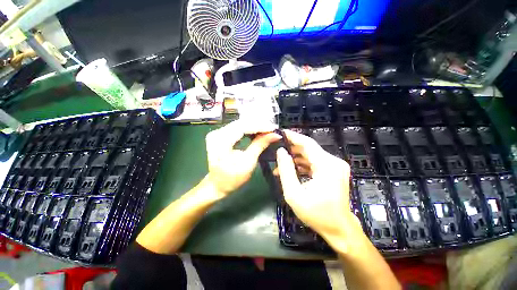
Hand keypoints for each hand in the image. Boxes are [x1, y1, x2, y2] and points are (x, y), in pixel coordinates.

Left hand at [205, 120, 280, 197]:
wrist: (217, 185)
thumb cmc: (232, 178)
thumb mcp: (248, 163)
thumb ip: (260, 145)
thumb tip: (274, 135)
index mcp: (221, 141)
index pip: (243, 127)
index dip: (260, 126)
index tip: (273, 128)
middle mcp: (217, 133)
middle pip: (242, 123)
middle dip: (259, 125)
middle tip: (272, 129)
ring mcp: (218, 133)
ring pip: (240, 124)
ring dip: (255, 127)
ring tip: (268, 130)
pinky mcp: (221, 135)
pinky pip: (237, 128)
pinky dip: (249, 130)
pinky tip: (258, 132)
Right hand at [276, 130, 359, 247]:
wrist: (339, 229)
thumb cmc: (316, 214)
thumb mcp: (294, 193)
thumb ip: (286, 170)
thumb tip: (280, 152)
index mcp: (327, 165)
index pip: (307, 143)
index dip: (293, 136)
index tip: (281, 132)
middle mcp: (333, 162)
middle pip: (309, 148)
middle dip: (291, 149)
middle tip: (276, 150)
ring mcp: (335, 166)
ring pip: (310, 155)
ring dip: (295, 159)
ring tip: (280, 165)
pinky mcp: (333, 171)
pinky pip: (314, 163)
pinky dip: (302, 165)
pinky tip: (290, 171)